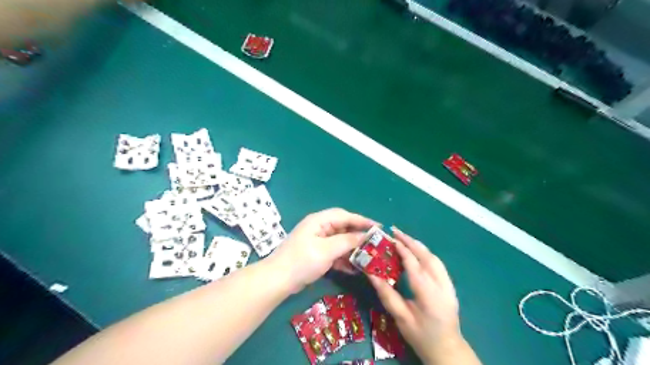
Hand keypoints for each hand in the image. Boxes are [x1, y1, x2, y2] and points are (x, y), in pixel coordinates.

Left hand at [270, 209, 375, 293]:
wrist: (278, 280)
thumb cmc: (302, 261)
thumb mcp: (327, 250)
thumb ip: (347, 241)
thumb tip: (364, 236)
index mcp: (319, 221)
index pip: (344, 216)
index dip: (361, 220)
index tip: (378, 227)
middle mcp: (319, 228)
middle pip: (343, 227)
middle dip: (358, 235)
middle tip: (375, 242)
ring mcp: (317, 241)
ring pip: (340, 241)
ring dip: (352, 248)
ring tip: (368, 256)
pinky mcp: (316, 254)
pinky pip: (334, 252)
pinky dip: (343, 259)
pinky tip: (354, 268)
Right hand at [368, 227, 469, 363]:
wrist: (448, 349)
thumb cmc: (421, 336)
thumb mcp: (401, 318)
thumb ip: (387, 294)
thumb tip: (371, 274)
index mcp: (429, 294)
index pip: (414, 265)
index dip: (402, 250)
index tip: (389, 238)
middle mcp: (442, 285)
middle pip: (426, 256)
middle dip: (410, 241)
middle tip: (395, 231)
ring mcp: (449, 284)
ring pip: (434, 257)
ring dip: (418, 245)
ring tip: (403, 238)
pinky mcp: (450, 285)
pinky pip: (437, 263)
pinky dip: (425, 253)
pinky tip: (416, 252)